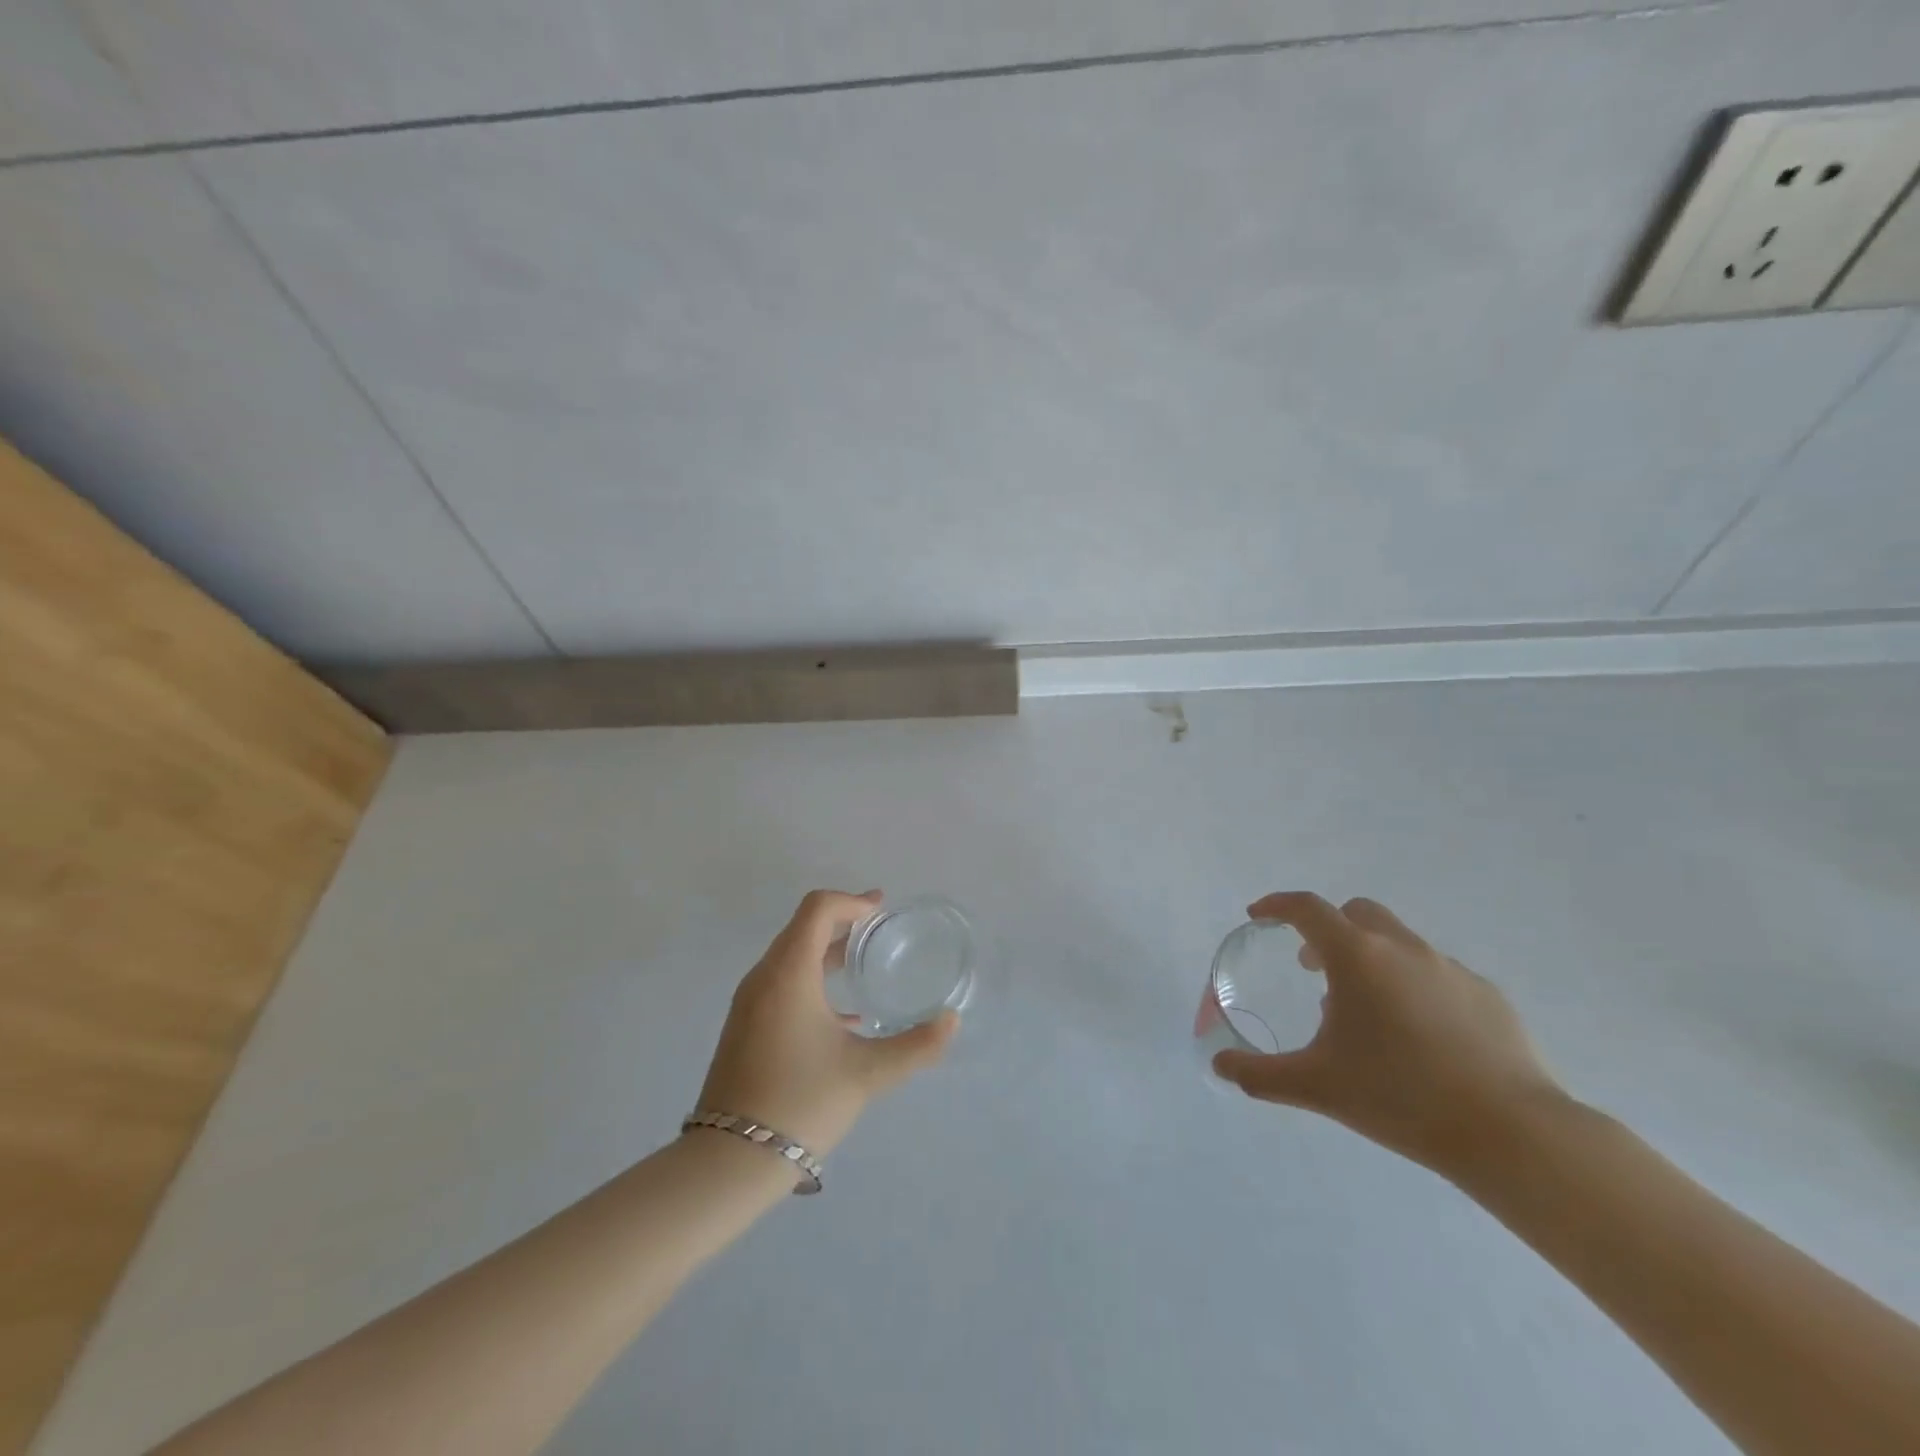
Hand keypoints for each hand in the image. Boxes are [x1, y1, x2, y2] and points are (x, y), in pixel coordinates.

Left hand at [697, 890, 956, 1157]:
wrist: (728, 1161)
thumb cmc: (801, 1101)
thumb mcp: (866, 1073)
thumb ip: (915, 1045)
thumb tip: (952, 1021)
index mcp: (789, 973)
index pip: (818, 909)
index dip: (852, 901)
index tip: (882, 910)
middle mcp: (764, 978)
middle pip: (803, 928)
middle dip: (842, 921)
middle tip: (880, 930)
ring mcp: (749, 1004)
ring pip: (791, 957)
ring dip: (826, 951)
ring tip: (863, 965)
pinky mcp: (744, 1028)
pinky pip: (781, 984)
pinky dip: (812, 980)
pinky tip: (843, 1016)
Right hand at [1211, 892, 1564, 1177]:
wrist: (1512, 1134)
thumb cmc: (1400, 1097)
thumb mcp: (1316, 1086)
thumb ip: (1260, 1074)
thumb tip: (1219, 1066)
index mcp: (1357, 957)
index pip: (1306, 908)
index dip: (1277, 905)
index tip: (1259, 916)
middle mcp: (1403, 949)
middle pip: (1357, 913)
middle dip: (1328, 929)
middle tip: (1314, 968)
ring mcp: (1451, 969)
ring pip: (1399, 943)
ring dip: (1372, 960)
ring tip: (1367, 1014)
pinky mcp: (1489, 996)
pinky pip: (1437, 975)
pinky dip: (1414, 987)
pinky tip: (1420, 1038)